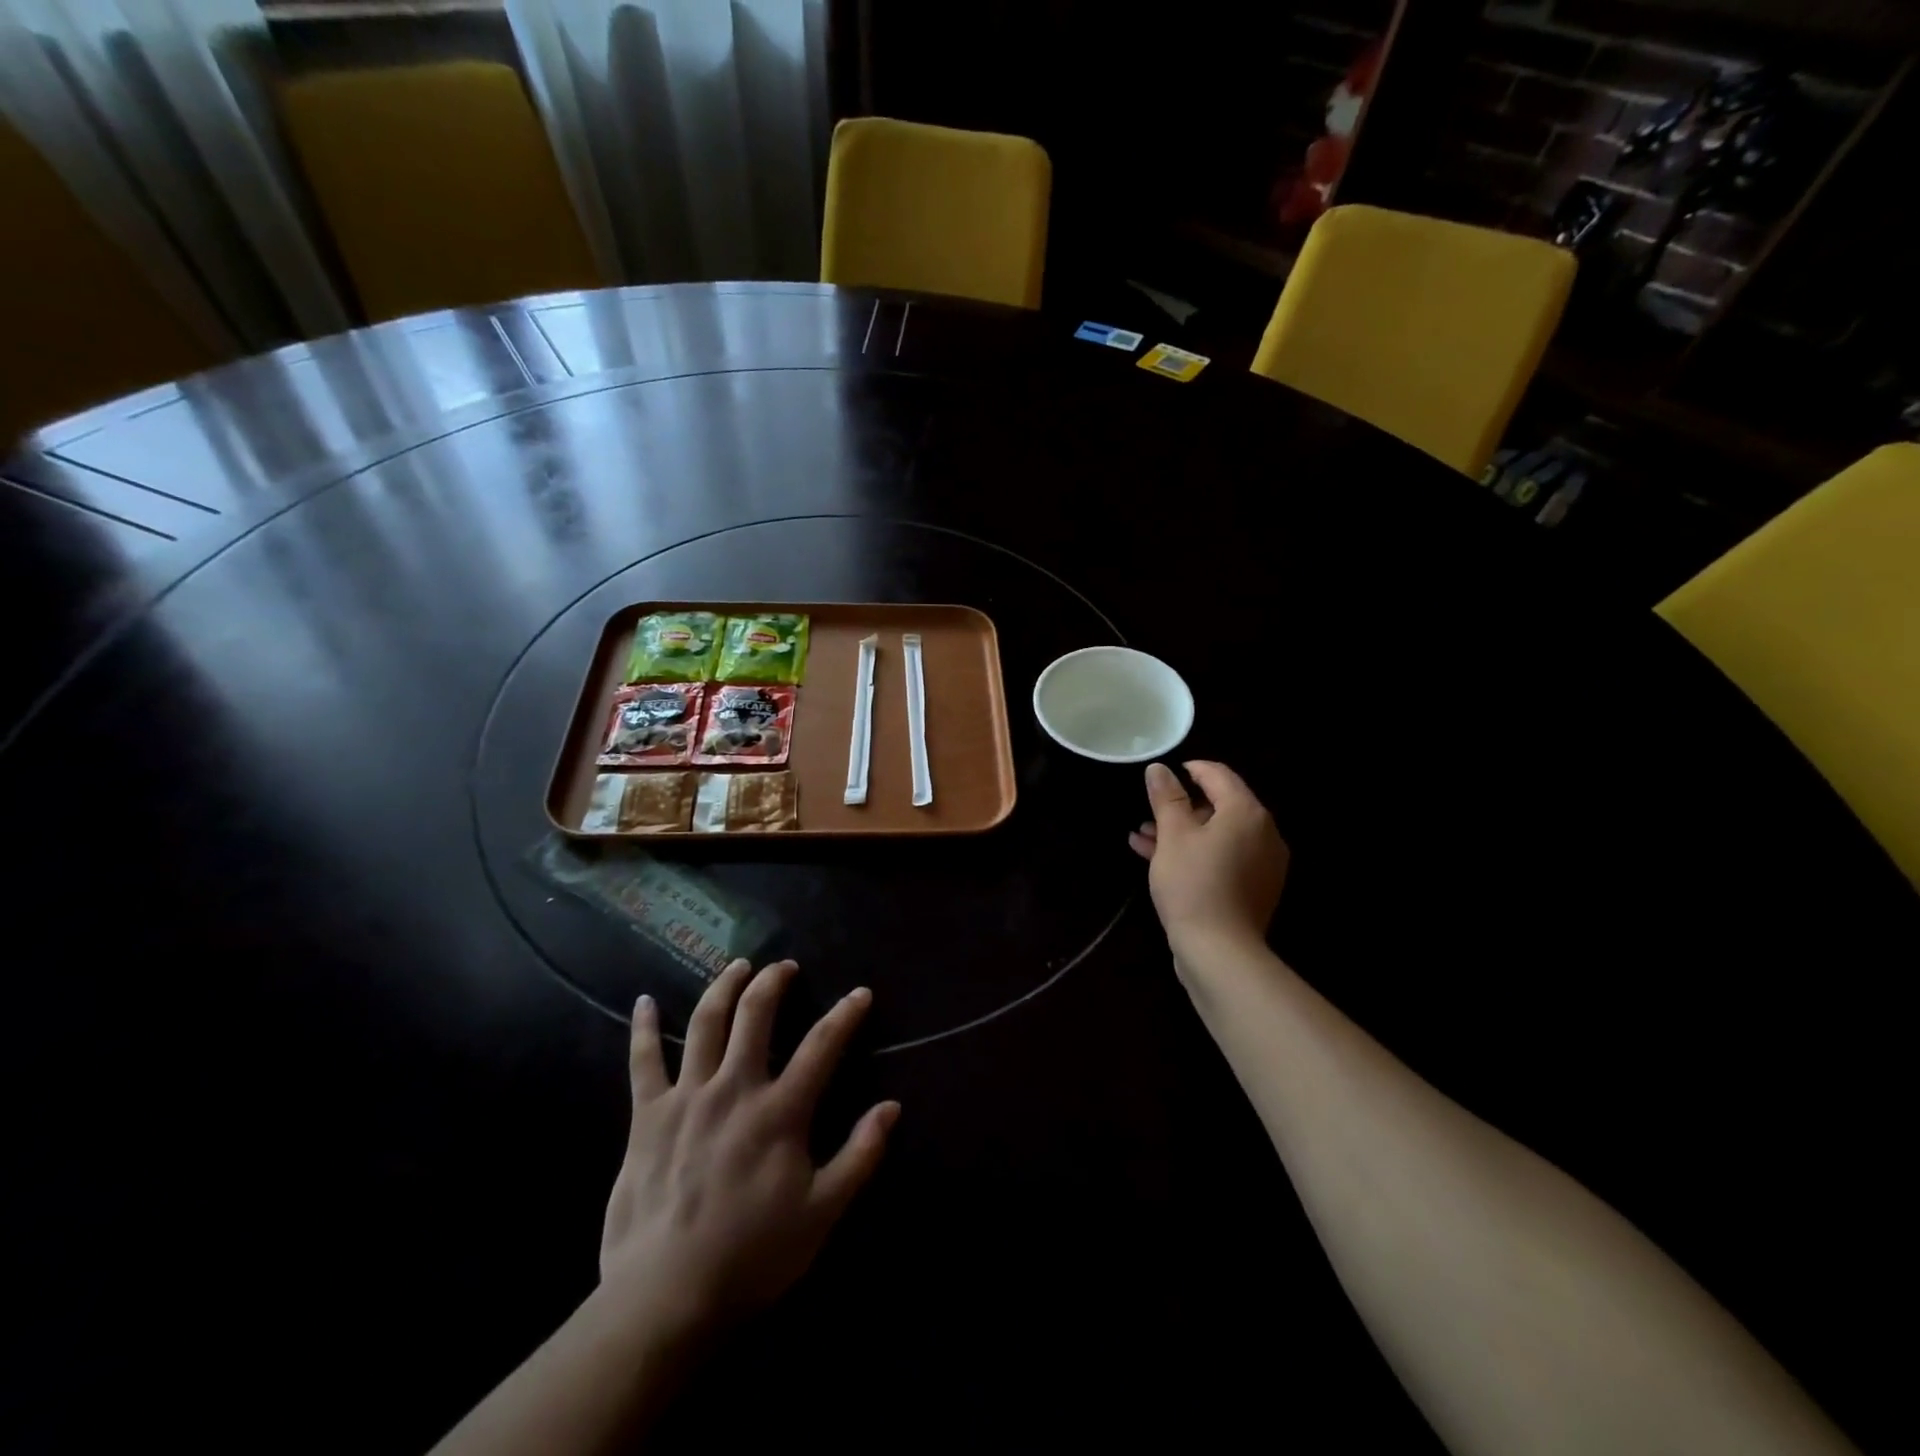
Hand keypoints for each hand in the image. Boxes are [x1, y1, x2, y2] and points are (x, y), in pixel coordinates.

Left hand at [598, 959, 898, 1338]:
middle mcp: (735, 1088)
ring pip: (705, 1023)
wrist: (665, 1298)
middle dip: (774, 982)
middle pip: (756, 1015)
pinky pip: (643, 1061)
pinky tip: (643, 1001)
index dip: (846, 1014)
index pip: (822, 1045)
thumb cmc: (751, 1256)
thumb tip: (892, 1107)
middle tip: (785, 966)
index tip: (860, 994)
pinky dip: (642, 1027)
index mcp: (780, 1111)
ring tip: (737, 966)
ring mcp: (687, 1097)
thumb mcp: (822, 1213)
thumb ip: (860, 1156)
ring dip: (723, 987)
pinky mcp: (648, 1116)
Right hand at [1129, 761, 1288, 959]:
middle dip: (1181, 806)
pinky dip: (1195, 853)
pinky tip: (1157, 858)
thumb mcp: (1173, 835)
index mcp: (1247, 812)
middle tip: (1148, 812)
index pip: (1218, 775)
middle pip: (1220, 805)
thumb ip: (1167, 797)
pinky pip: (1223, 857)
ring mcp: (1262, 863)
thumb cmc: (1193, 883)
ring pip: (1218, 834)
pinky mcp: (1254, 888)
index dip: (1189, 770)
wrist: (1219, 951)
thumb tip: (1159, 768)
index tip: (1162, 777)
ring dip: (1182, 831)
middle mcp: (1263, 833)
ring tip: (1143, 837)